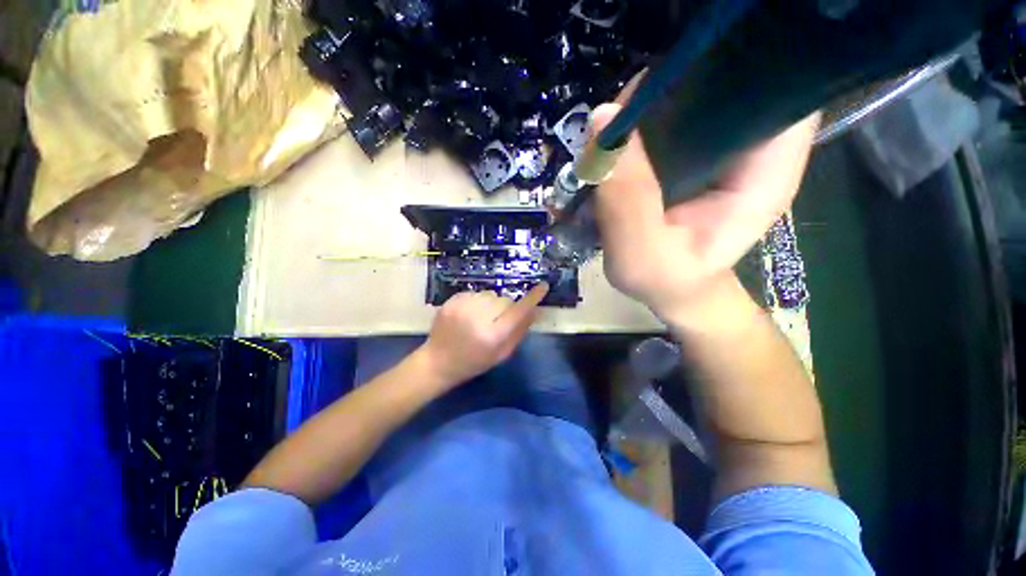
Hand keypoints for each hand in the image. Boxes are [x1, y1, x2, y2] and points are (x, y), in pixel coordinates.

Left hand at [418, 283, 548, 388]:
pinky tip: (470, 314)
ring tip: (482, 318)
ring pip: (490, 294)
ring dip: (492, 303)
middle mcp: (478, 318)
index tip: (543, 286)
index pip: (518, 312)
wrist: (437, 362)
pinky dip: (478, 301)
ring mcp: (463, 307)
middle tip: (498, 321)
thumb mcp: (501, 354)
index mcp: (492, 336)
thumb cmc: (473, 363)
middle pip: (504, 300)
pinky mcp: (452, 300)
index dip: (532, 298)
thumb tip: (535, 311)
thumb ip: (519, 332)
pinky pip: (476, 293)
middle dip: (507, 308)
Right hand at [591, 102, 819, 319]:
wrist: (672, 291)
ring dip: (649, 105)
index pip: (777, 89)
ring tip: (613, 132)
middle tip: (622, 115)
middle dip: (673, 86)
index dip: (734, 66)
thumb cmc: (666, 281)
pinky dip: (641, 124)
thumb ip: (626, 198)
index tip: (669, 81)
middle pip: (727, 83)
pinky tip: (618, 142)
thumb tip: (603, 119)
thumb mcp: (641, 254)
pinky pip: (670, 122)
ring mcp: (720, 151)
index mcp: (763, 174)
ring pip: (693, 99)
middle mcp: (750, 151)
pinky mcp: (692, 158)